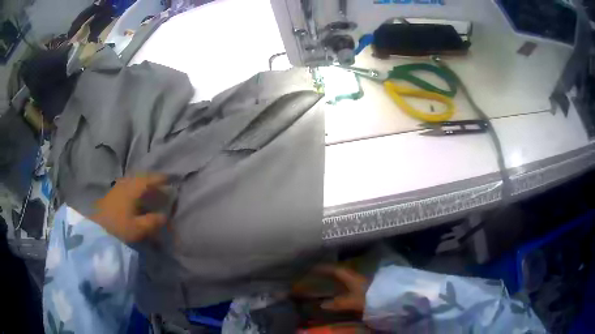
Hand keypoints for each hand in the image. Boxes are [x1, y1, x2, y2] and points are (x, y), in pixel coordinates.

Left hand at [91, 175, 167, 242]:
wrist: (95, 230)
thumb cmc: (118, 228)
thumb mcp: (138, 228)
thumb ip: (152, 221)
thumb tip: (165, 216)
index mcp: (132, 189)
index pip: (149, 179)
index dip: (160, 179)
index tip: (170, 179)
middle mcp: (125, 184)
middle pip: (141, 178)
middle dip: (152, 181)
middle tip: (162, 186)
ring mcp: (117, 188)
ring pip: (133, 182)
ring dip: (143, 184)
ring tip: (151, 191)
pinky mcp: (112, 195)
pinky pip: (128, 186)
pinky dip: (136, 189)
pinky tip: (137, 197)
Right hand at [294, 265, 368, 312]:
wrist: (388, 298)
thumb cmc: (368, 297)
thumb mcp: (351, 301)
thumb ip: (337, 303)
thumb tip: (322, 304)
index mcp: (351, 277)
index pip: (336, 269)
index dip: (325, 268)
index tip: (314, 266)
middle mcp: (357, 276)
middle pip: (341, 272)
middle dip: (331, 272)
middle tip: (320, 273)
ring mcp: (363, 280)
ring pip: (347, 277)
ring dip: (338, 278)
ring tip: (329, 281)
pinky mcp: (368, 286)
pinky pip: (352, 283)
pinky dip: (345, 285)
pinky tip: (343, 290)